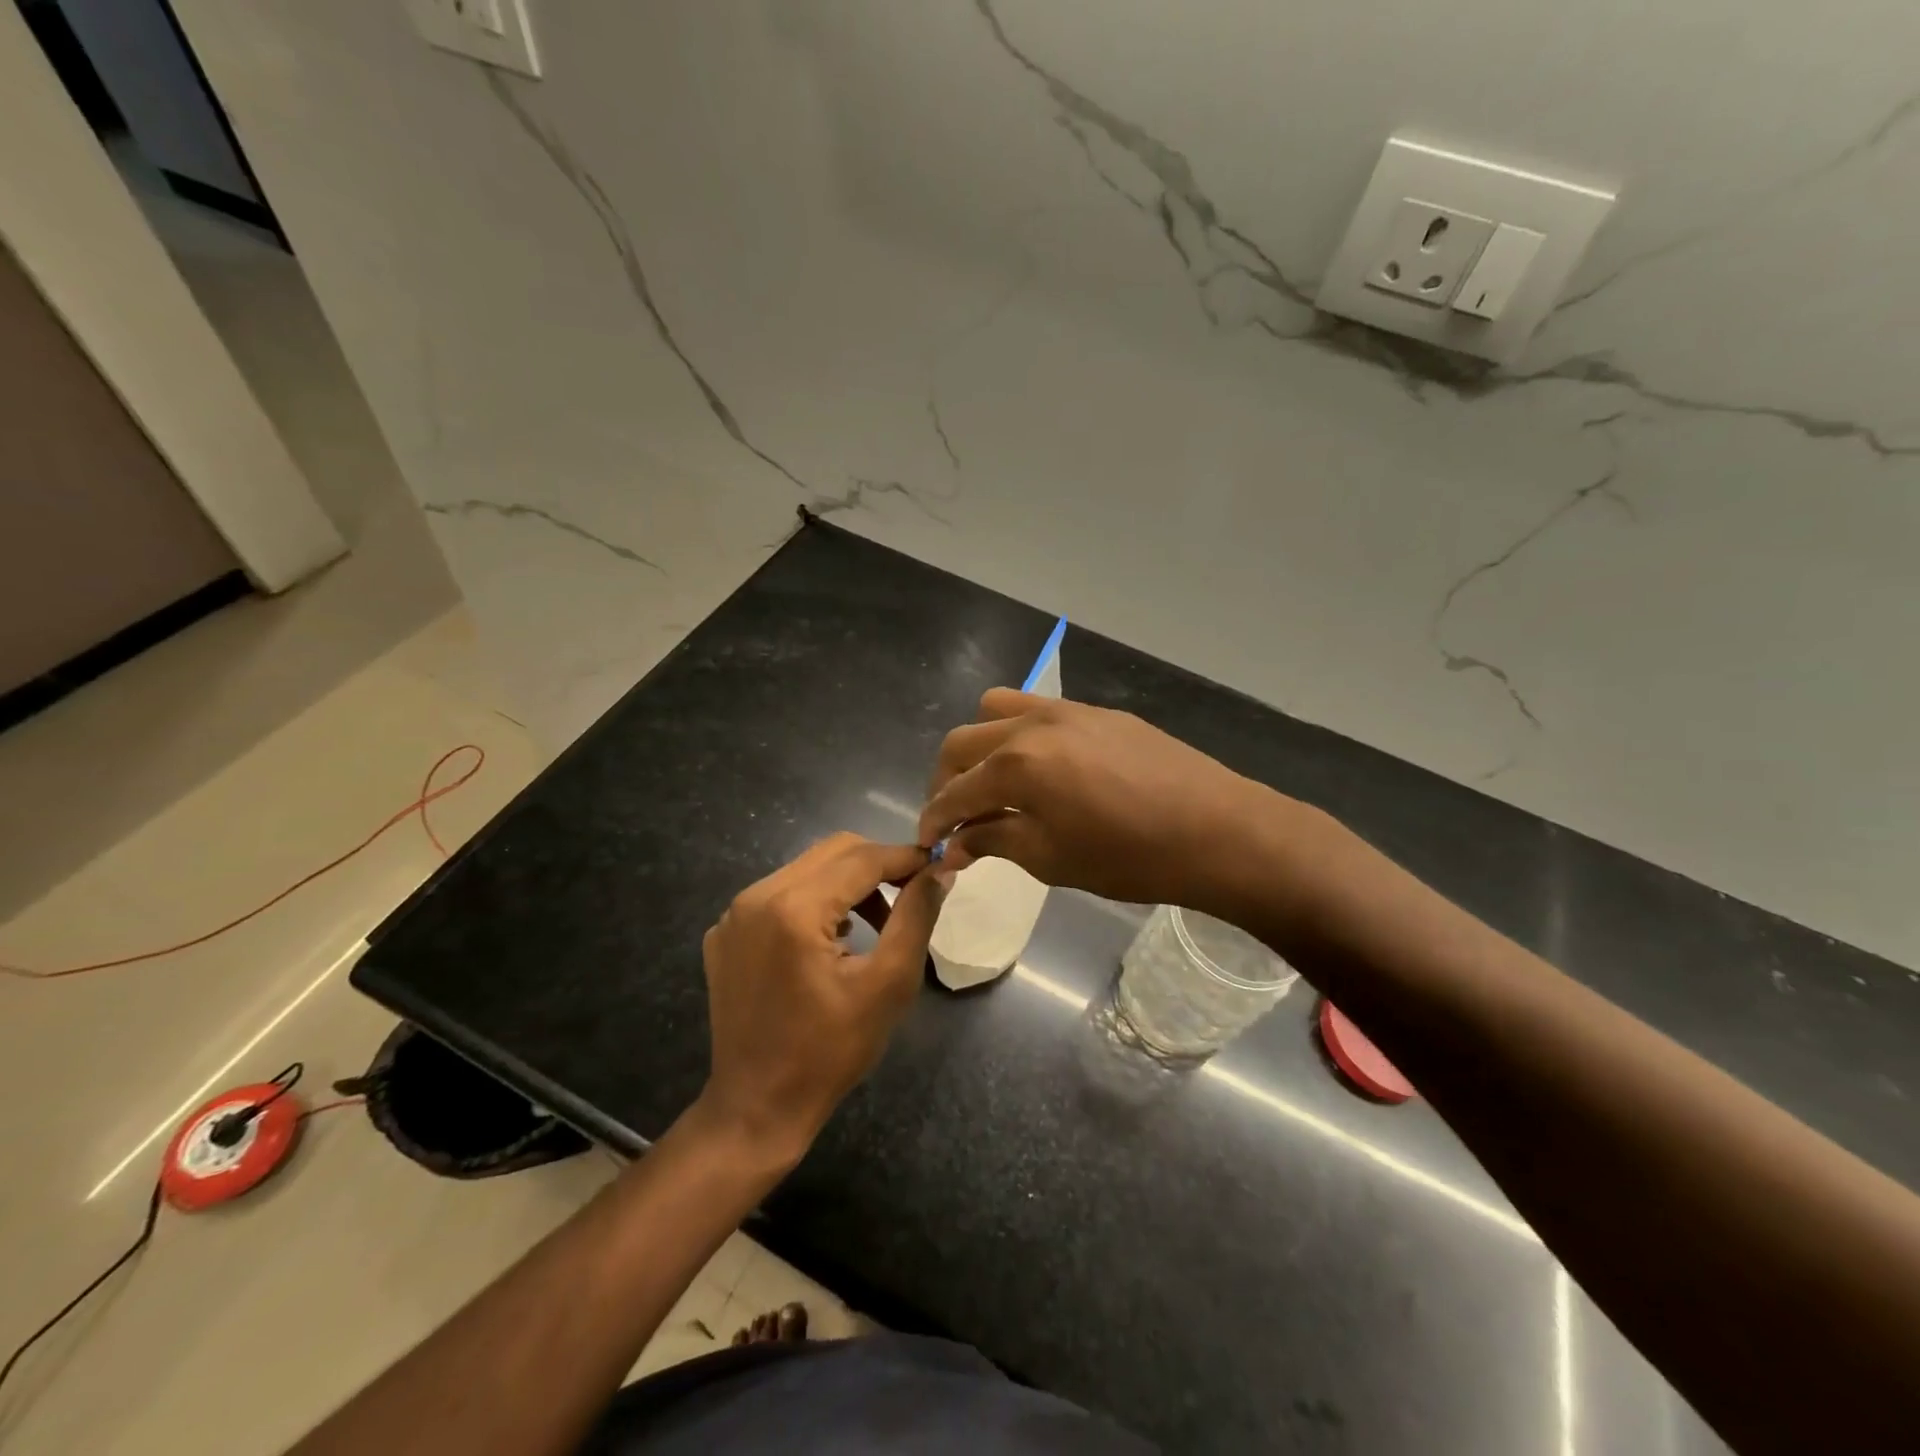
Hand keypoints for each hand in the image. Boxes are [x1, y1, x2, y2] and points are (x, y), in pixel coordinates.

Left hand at [697, 833, 939, 1165]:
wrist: (757, 1107)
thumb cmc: (830, 1052)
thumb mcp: (888, 984)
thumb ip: (916, 916)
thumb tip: (939, 871)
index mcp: (794, 908)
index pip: (862, 858)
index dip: (906, 858)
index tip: (938, 867)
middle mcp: (757, 896)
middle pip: (833, 852)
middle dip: (879, 865)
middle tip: (912, 893)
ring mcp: (734, 914)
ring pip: (807, 869)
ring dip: (849, 884)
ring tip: (879, 922)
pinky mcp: (725, 933)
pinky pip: (780, 895)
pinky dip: (816, 902)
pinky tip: (835, 940)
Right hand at [919, 689, 1301, 919]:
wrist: (1216, 829)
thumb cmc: (1129, 857)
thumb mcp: (1050, 858)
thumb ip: (994, 841)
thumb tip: (955, 845)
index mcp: (1015, 766)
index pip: (953, 792)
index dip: (934, 819)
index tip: (928, 841)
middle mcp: (1031, 725)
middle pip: (963, 743)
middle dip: (947, 780)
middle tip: (955, 816)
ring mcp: (1067, 710)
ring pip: (997, 711)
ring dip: (980, 746)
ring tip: (994, 782)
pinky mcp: (1097, 712)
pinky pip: (1039, 710)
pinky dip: (1020, 735)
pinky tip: (1043, 768)